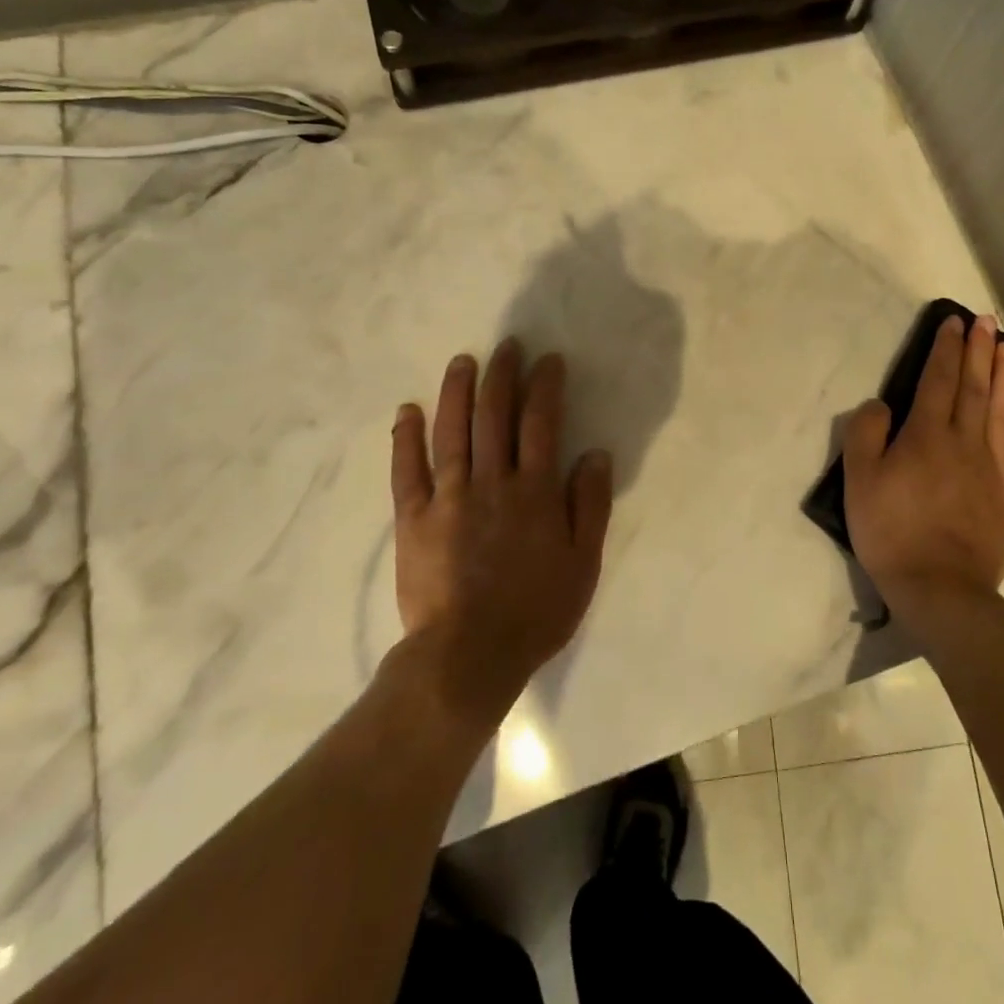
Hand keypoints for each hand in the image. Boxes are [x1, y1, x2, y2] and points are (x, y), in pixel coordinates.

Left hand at [390, 340, 613, 726]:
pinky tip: (408, 411)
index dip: (546, 386)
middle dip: (503, 375)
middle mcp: (492, 482)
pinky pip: (408, 470)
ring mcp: (448, 498)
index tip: (548, 360)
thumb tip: (596, 454)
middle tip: (507, 346)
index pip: (542, 423)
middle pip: (496, 416)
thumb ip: (590, 505)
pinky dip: (406, 438)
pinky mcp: (413, 519)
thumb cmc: (536, 611)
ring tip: (462, 361)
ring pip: (452, 432)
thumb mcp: (582, 563)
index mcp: (535, 492)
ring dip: (457, 392)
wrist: (467, 657)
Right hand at [843, 313, 1003, 625]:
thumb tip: (881, 405)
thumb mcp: (859, 482)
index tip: (953, 323)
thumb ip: (865, 435)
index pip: (938, 380)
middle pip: (973, 386)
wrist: (941, 588)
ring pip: (1000, 409)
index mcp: (926, 435)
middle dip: (979, 350)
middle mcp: (963, 441)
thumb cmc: (892, 532)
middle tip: (986, 321)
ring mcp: (990, 466)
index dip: (945, 349)